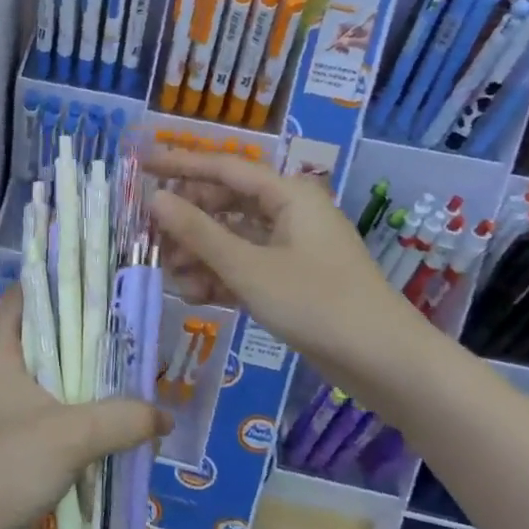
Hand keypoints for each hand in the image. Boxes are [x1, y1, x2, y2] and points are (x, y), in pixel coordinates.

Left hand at [0, 290, 171, 528]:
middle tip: (138, 327)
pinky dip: (95, 428)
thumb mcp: (69, 434)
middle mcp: (10, 379)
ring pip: (65, 389)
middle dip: (93, 338)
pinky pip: (70, 430)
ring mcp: (19, 418)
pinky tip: (131, 429)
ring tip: (144, 373)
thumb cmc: (6, 466)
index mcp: (4, 356)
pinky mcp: (31, 455)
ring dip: (98, 388)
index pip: (24, 300)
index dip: (54, 282)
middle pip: (53, 344)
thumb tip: (164, 415)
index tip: (96, 273)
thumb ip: (121, 419)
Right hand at [147, 150, 425, 380]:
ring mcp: (292, 247)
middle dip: (188, 221)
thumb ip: (198, 233)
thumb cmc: (318, 303)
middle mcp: (289, 212)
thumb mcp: (249, 268)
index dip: (180, 164)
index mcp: (287, 194)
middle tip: (151, 237)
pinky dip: (221, 276)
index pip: (223, 167)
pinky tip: (195, 295)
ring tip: (171, 275)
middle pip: (226, 203)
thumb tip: (154, 199)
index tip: (141, 166)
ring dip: (201, 254)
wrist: (387, 364)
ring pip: (233, 238)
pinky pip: (247, 265)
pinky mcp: (292, 279)